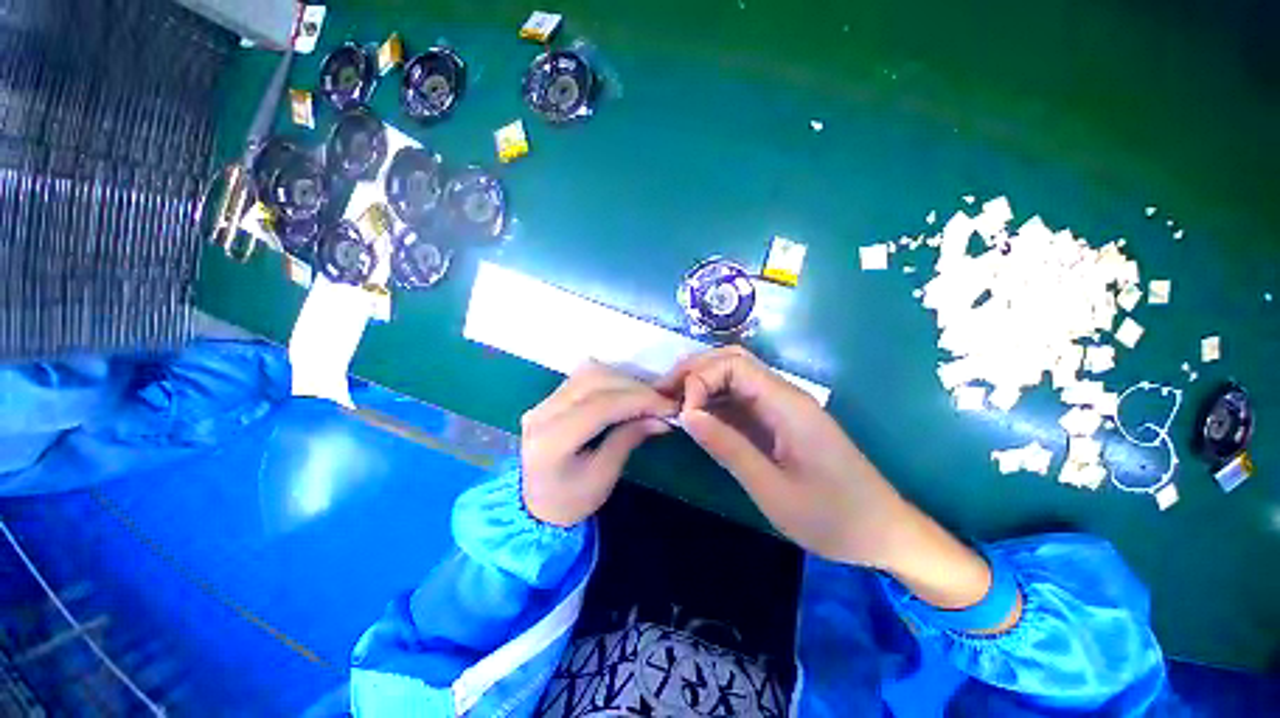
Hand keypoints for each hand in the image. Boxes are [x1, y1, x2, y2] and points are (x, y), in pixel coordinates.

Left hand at [521, 361, 677, 527]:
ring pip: (590, 373)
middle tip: (663, 402)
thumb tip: (660, 417)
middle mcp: (542, 413)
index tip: (669, 406)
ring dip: (624, 381)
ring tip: (648, 398)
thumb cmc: (571, 500)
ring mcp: (543, 401)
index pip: (600, 405)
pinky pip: (585, 376)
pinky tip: (628, 394)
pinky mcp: (549, 397)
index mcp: (551, 441)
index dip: (638, 400)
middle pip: (594, 381)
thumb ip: (628, 440)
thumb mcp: (603, 478)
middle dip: (635, 388)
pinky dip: (612, 380)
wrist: (536, 505)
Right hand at [659, 346, 907, 566]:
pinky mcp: (780, 420)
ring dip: (701, 383)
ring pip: (735, 376)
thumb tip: (686, 414)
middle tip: (663, 394)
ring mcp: (783, 406)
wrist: (883, 532)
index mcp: (787, 404)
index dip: (700, 378)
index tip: (681, 412)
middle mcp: (784, 395)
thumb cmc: (833, 518)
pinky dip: (714, 401)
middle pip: (732, 361)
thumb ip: (728, 447)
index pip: (734, 365)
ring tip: (672, 403)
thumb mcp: (772, 489)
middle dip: (694, 371)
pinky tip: (697, 417)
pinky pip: (741, 398)